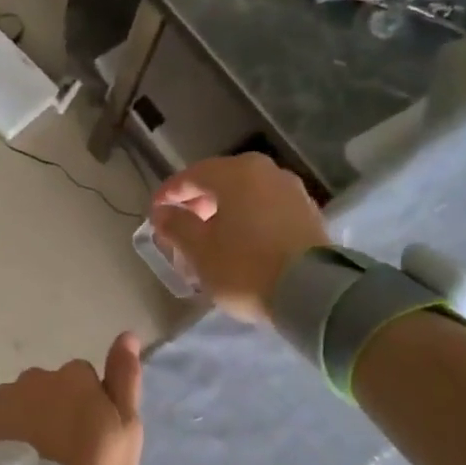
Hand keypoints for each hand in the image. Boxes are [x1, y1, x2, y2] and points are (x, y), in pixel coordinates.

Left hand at [0, 333, 143, 464]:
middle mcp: (35, 377)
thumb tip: (126, 335)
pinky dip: (0, 436)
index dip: (89, 408)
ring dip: (26, 422)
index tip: (89, 439)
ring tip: (33, 463)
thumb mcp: (126, 431)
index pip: (85, 379)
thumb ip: (125, 380)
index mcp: (75, 377)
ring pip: (19, 403)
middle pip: (49, 389)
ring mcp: (1, 398)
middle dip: (54, 411)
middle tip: (61, 454)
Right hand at [151, 153, 329, 322]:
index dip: (169, 194)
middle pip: (221, 181)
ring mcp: (292, 191)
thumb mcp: (199, 250)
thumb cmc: (244, 267)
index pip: (191, 175)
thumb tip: (163, 212)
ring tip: (209, 238)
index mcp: (236, 173)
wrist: (311, 293)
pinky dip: (247, 220)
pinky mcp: (307, 214)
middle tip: (180, 227)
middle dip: (197, 203)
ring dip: (223, 212)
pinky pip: (266, 209)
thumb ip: (176, 225)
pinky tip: (239, 243)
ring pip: (245, 195)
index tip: (154, 213)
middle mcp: (266, 172)